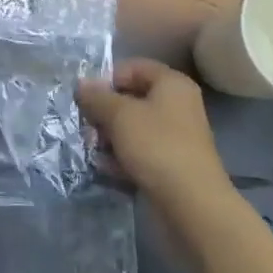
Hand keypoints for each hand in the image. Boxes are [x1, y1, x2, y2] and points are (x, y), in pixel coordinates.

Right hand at [77, 59, 233, 226]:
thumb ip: (97, 97)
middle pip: (131, 99)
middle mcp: (176, 106)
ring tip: (93, 150)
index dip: (107, 79)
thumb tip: (81, 83)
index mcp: (172, 85)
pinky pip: (139, 152)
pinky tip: (106, 169)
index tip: (87, 98)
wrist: (192, 205)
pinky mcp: (170, 164)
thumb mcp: (119, 115)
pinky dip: (122, 158)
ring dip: (109, 137)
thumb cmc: (156, 146)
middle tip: (87, 127)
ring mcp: (174, 137)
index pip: (133, 67)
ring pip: (132, 128)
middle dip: (104, 112)